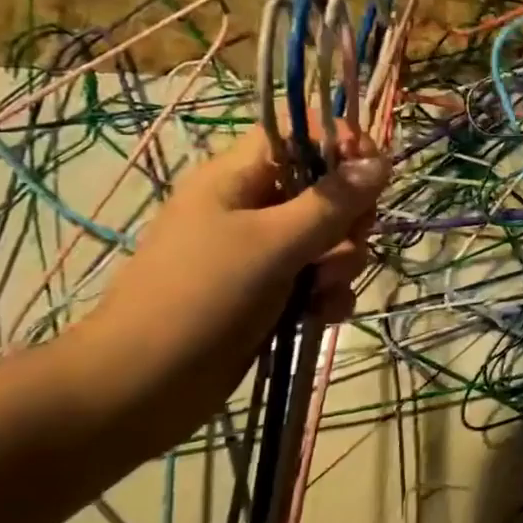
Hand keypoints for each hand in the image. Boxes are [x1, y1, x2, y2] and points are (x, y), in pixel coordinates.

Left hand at [72, 127, 388, 440]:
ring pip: (328, 238)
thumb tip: (381, 162)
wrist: (141, 389)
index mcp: (237, 178)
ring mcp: (261, 253)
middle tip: (348, 241)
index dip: (339, 144)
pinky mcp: (270, 293)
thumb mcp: (274, 244)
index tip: (373, 172)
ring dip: (341, 262)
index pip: (298, 133)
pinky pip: (318, 278)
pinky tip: (323, 315)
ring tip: (324, 289)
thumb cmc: (202, 298)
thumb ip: (332, 203)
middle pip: (324, 189)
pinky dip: (327, 294)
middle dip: (347, 218)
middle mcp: (251, 207)